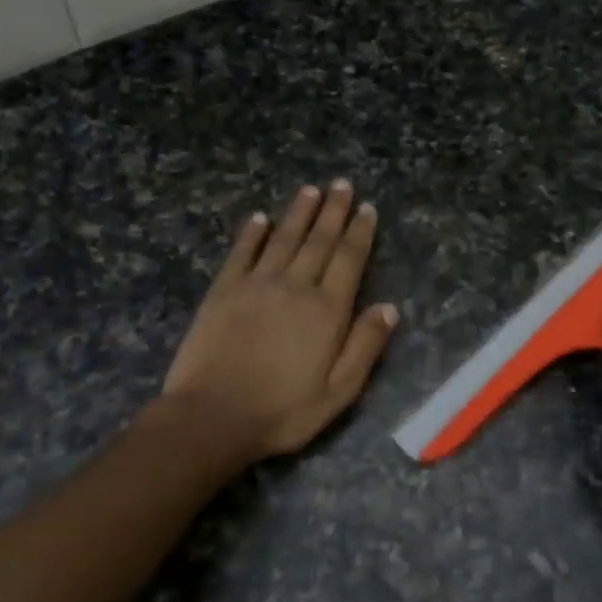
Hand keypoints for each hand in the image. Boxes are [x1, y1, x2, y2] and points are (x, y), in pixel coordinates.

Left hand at [164, 180, 399, 460]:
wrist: (212, 417)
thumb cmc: (282, 411)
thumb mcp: (339, 392)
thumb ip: (365, 347)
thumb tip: (389, 308)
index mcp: (327, 310)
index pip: (349, 260)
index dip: (360, 232)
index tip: (367, 208)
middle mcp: (295, 287)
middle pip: (319, 240)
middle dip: (333, 211)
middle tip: (342, 184)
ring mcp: (256, 285)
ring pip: (284, 238)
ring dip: (298, 212)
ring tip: (310, 190)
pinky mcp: (223, 291)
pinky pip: (242, 252)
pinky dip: (253, 233)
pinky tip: (260, 218)